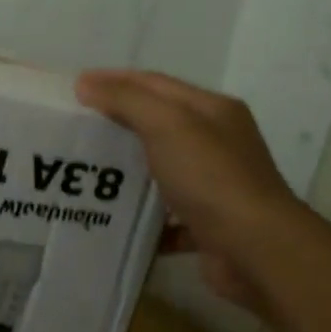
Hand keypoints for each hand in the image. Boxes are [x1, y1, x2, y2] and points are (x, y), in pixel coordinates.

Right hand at [75, 69, 307, 315]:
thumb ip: (127, 100)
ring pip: (161, 170)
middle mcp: (217, 144)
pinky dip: (142, 216)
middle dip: (117, 123)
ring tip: (85, 175)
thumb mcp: (167, 125)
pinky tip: (114, 220)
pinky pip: (166, 216)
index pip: (155, 84)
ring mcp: (215, 186)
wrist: (256, 250)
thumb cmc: (212, 178)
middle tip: (75, 129)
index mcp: (212, 111)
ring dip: (127, 171)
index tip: (74, 87)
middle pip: (159, 125)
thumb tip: (86, 83)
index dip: (115, 80)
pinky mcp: (207, 225)